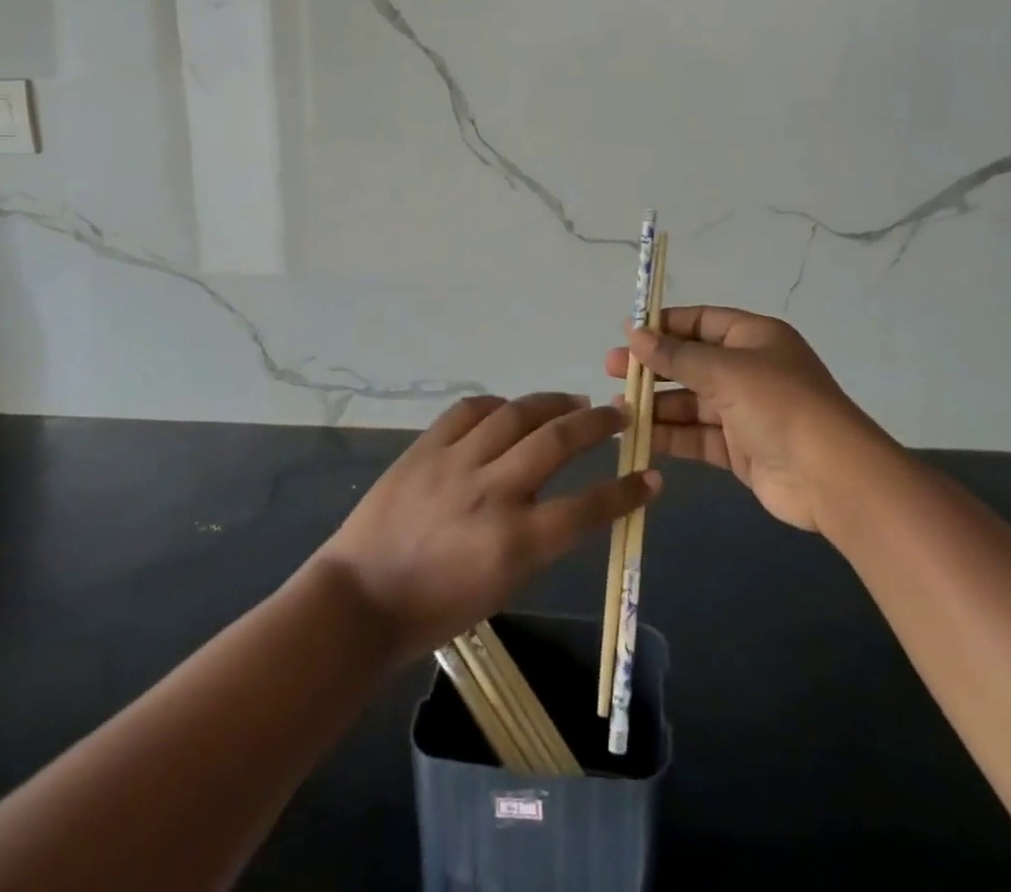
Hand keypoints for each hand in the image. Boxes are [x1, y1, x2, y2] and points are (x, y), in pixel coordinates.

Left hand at [315, 394, 658, 661]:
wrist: (360, 598)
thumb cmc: (434, 610)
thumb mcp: (501, 586)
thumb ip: (535, 540)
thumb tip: (559, 501)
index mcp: (514, 543)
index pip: (587, 508)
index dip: (626, 491)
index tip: (651, 478)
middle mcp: (491, 493)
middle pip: (557, 441)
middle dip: (597, 424)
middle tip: (618, 414)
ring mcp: (455, 463)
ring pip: (517, 414)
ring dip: (552, 403)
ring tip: (573, 401)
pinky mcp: (426, 447)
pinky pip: (470, 410)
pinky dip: (497, 405)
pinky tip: (509, 409)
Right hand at [606, 306, 878, 532]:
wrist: (830, 476)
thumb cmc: (778, 404)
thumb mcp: (725, 370)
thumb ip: (676, 355)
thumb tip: (634, 333)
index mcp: (753, 337)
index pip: (700, 321)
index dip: (664, 326)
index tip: (627, 333)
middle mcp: (749, 369)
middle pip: (691, 362)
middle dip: (653, 367)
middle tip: (610, 370)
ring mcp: (745, 411)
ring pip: (691, 401)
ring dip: (656, 403)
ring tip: (617, 407)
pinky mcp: (740, 449)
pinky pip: (698, 435)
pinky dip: (671, 435)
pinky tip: (639, 436)